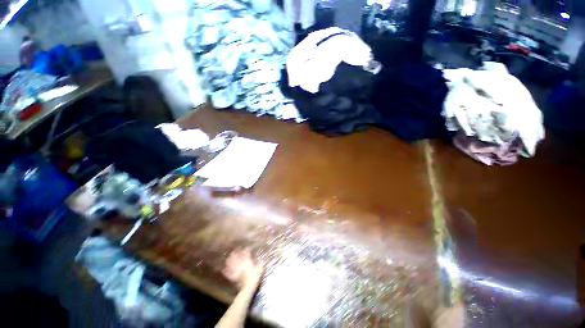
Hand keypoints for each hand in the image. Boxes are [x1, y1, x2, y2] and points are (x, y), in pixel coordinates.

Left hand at [222, 248, 263, 289]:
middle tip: (235, 250)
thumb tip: (261, 259)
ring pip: (231, 262)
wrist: (247, 288)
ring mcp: (236, 270)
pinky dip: (225, 270)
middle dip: (235, 252)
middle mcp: (240, 264)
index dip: (246, 249)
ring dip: (230, 259)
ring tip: (228, 257)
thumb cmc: (254, 277)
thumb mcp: (259, 269)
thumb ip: (260, 263)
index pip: (246, 252)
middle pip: (236, 256)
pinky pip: (228, 272)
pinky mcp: (233, 276)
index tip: (247, 247)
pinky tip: (223, 269)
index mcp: (247, 261)